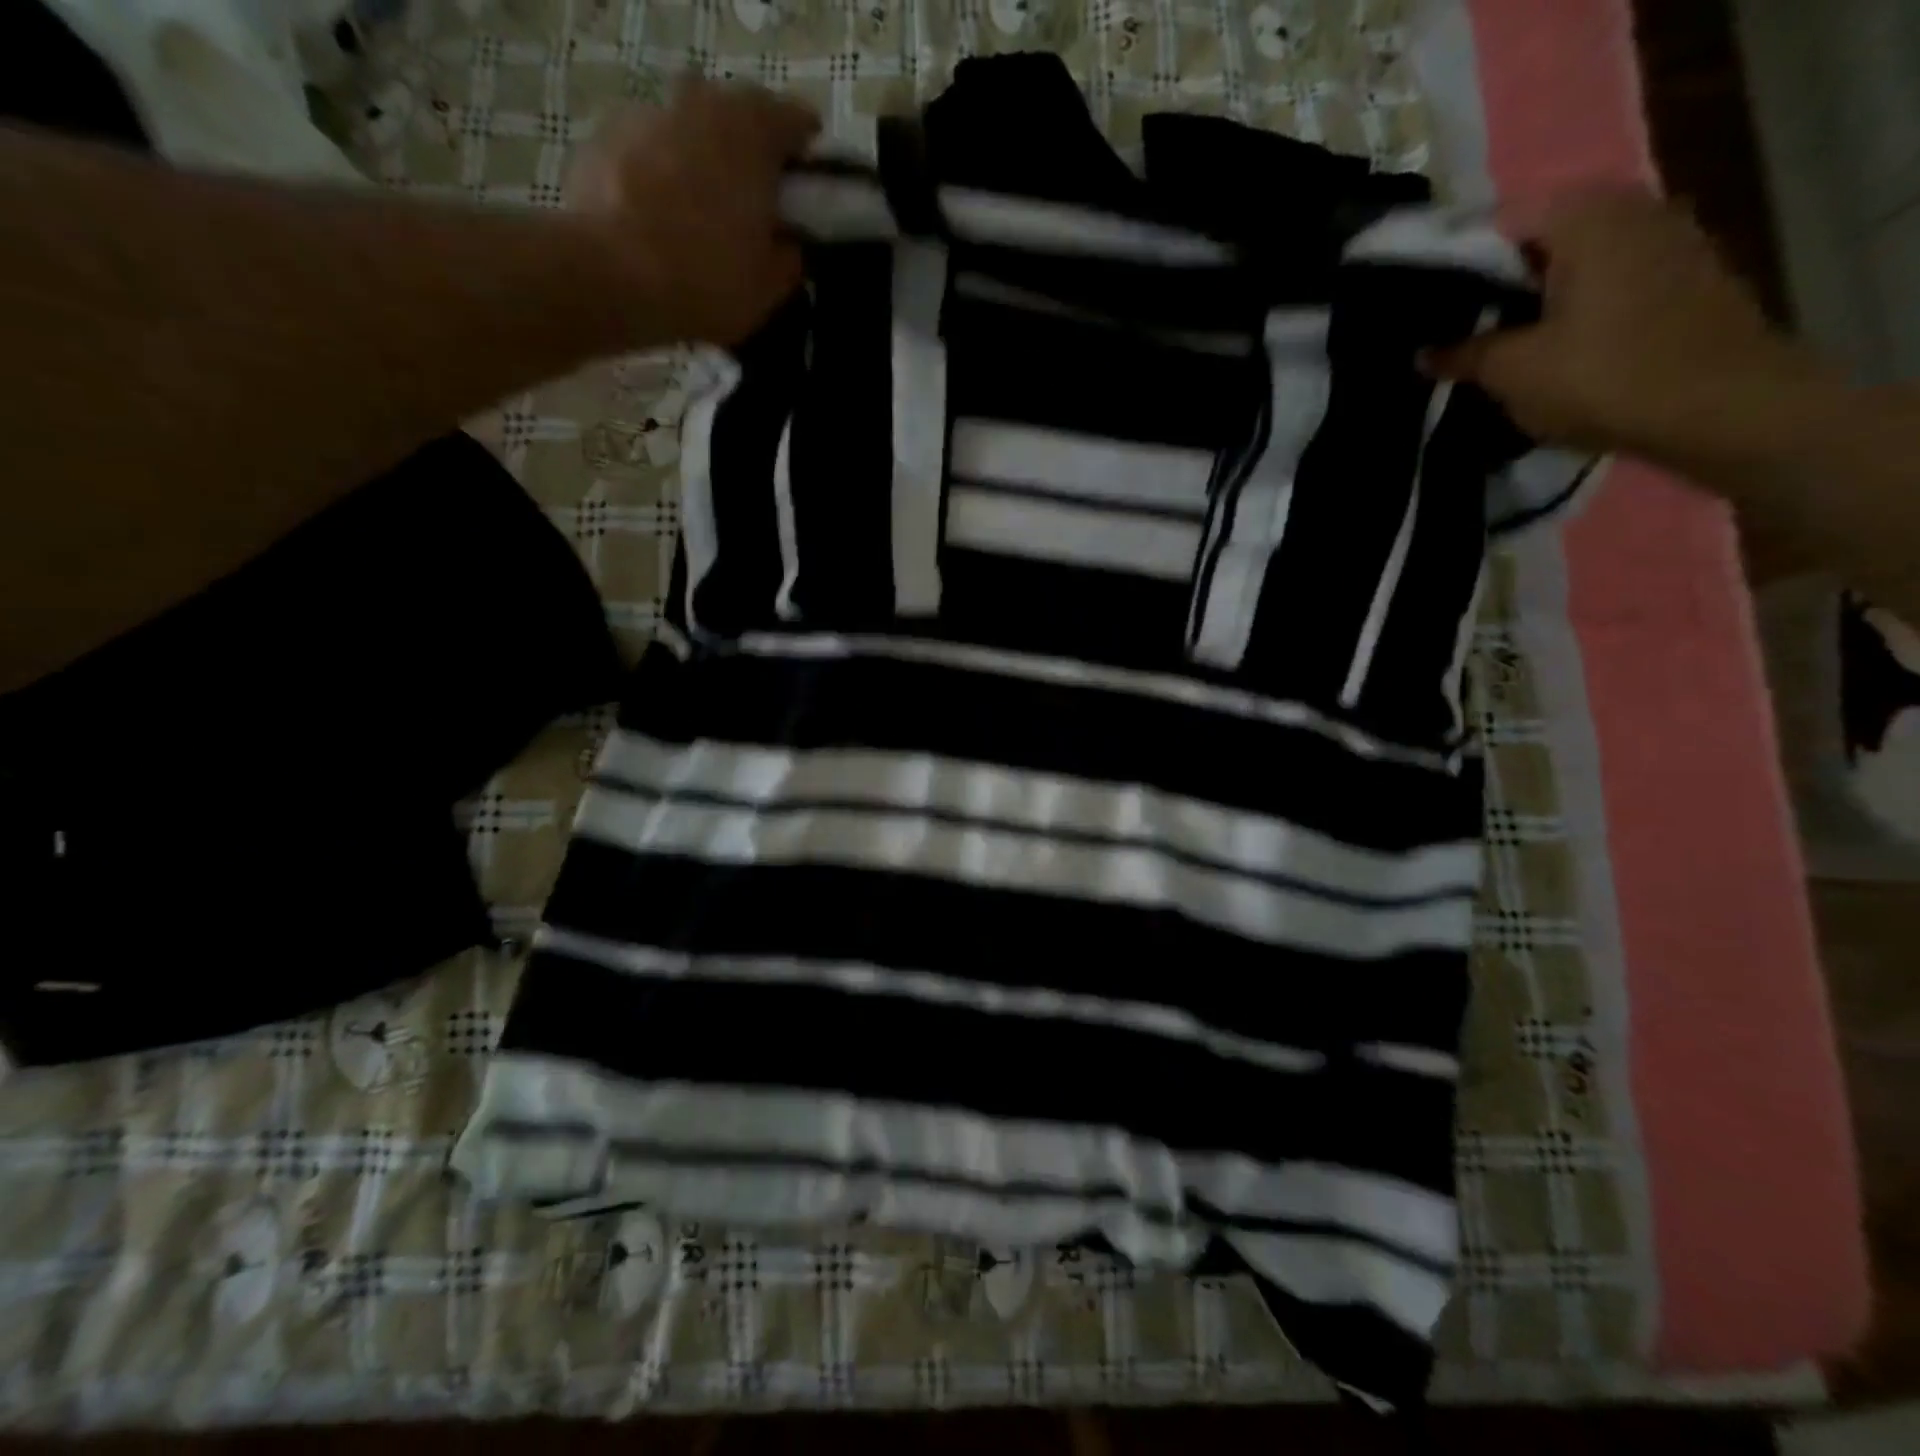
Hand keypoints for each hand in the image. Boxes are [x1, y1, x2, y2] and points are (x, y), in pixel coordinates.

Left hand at [569, 78, 818, 345]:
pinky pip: (649, 152)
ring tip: (699, 215)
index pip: (798, 121)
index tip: (806, 190)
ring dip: (701, 161)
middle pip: (739, 117)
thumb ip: (788, 258)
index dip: (807, 157)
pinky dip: (659, 176)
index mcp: (754, 131)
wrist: (611, 276)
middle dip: (750, 154)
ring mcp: (649, 112)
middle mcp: (703, 102)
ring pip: (690, 130)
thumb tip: (787, 244)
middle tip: (753, 204)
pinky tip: (658, 221)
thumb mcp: (769, 287)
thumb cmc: (707, 279)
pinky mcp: (605, 135)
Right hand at [1426, 190, 1811, 459]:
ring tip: (1497, 340)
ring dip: (1537, 296)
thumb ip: (1464, 355)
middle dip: (1497, 280)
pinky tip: (1551, 345)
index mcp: (1586, 217)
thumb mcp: (1512, 371)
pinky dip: (1576, 305)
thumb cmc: (1603, 376)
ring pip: (1578, 260)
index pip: (1500, 220)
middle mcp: (1632, 210)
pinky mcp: (1685, 278)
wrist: (1719, 406)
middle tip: (1455, 326)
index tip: (1425, 302)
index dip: (1457, 261)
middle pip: (1542, 237)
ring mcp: (1669, 240)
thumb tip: (1425, 354)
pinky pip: (1611, 280)